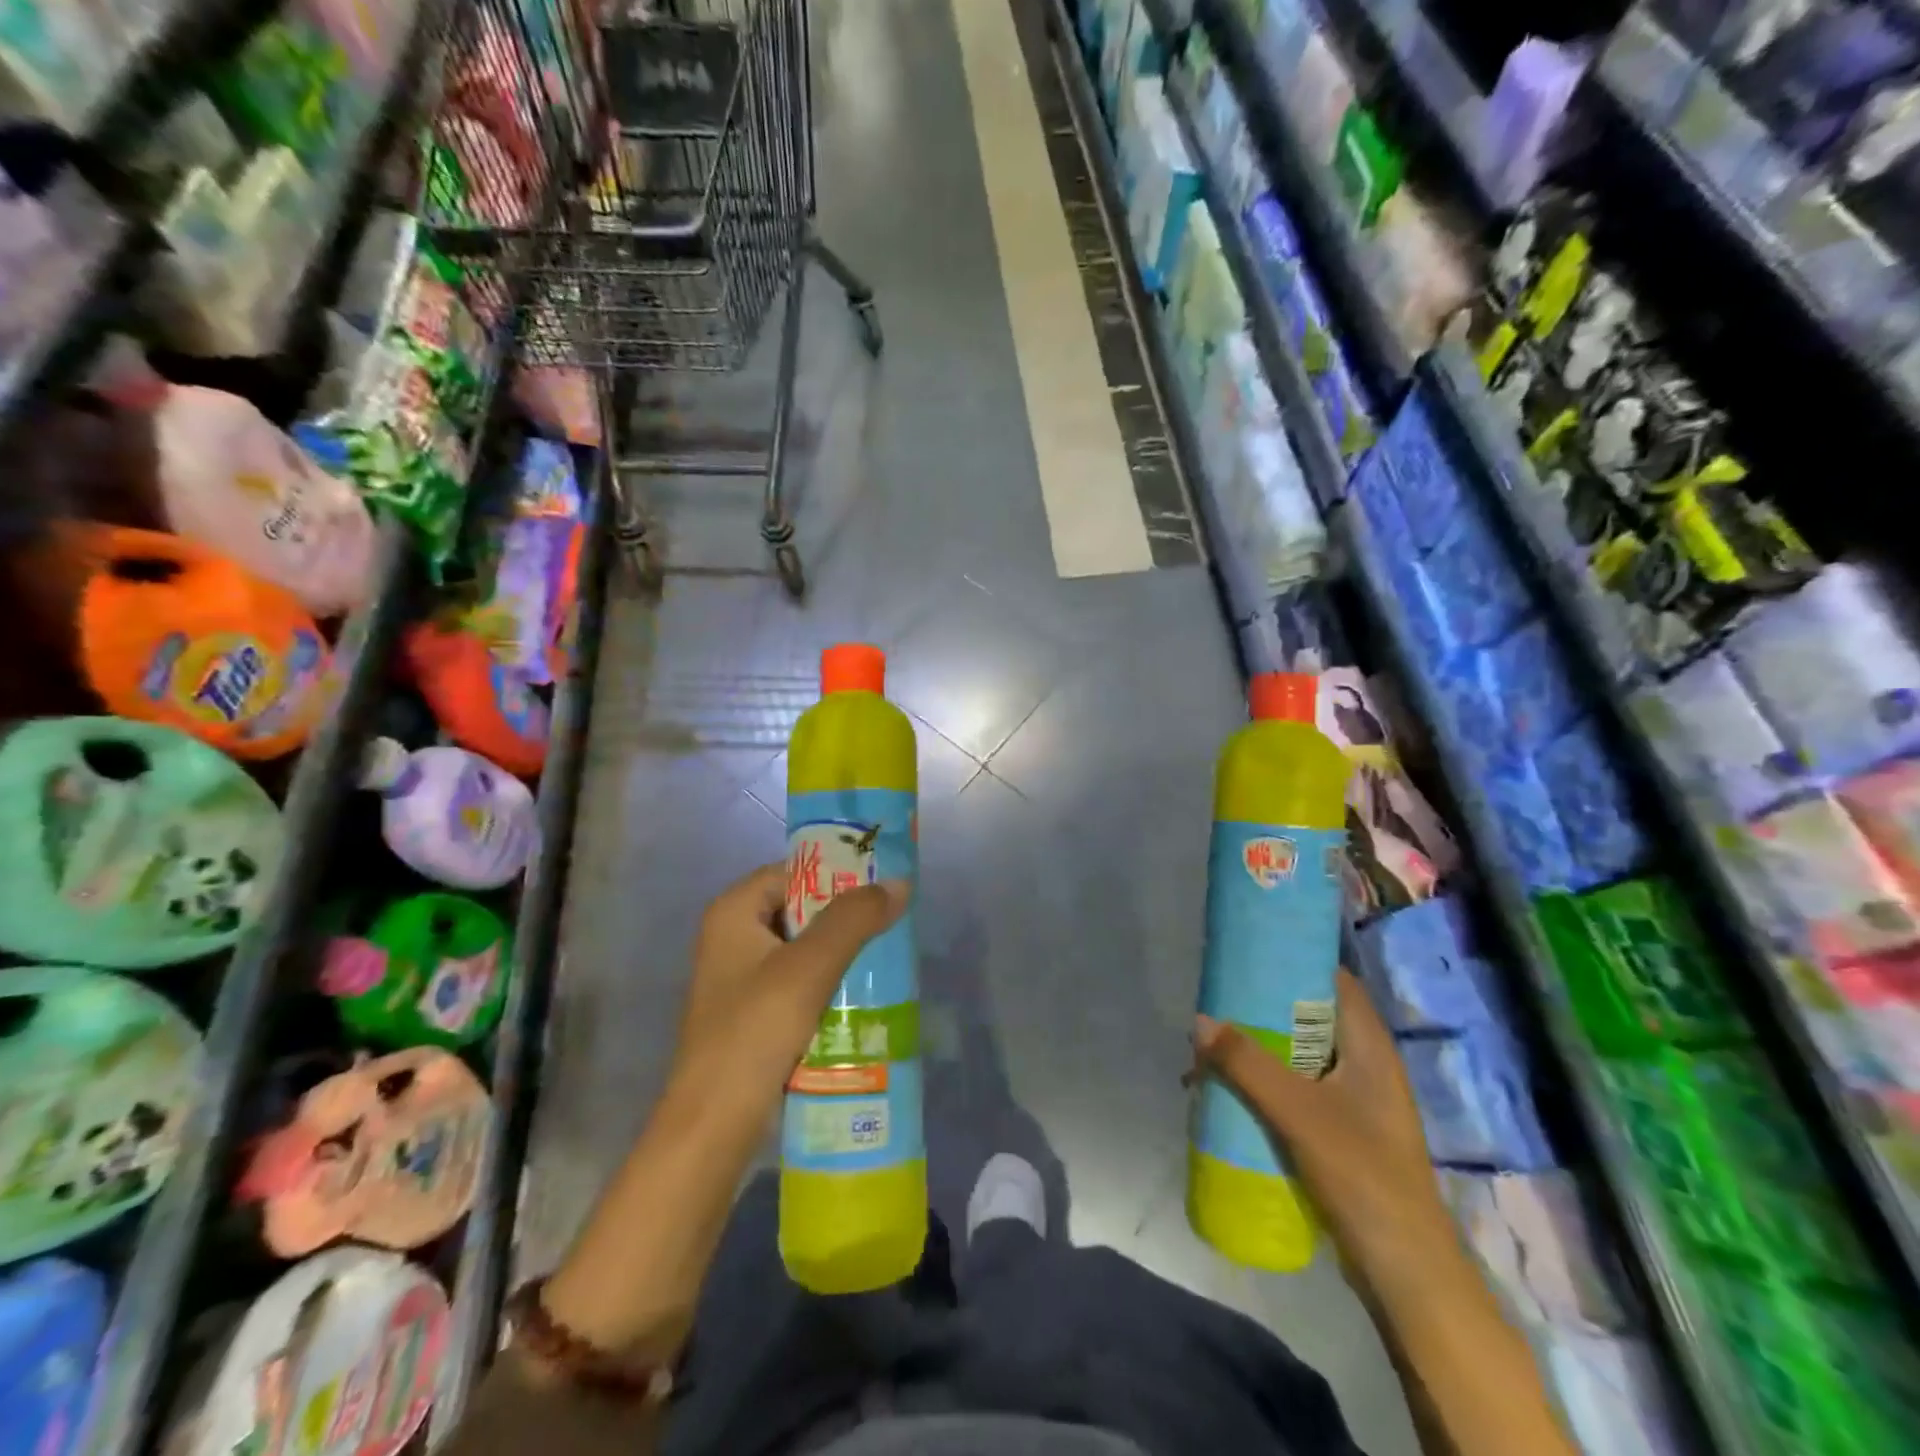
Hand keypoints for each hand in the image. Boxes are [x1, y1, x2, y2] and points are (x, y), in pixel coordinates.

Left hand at [673, 861, 908, 1125]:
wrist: (714, 1126)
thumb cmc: (755, 1031)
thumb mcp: (809, 967)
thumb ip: (853, 919)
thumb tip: (899, 882)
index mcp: (732, 913)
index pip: (793, 871)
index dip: (837, 872)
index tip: (882, 882)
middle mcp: (732, 938)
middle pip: (800, 909)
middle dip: (845, 916)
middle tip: (892, 919)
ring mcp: (741, 978)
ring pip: (803, 948)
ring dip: (842, 952)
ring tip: (888, 954)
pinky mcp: (753, 1014)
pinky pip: (799, 982)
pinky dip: (829, 982)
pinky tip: (864, 993)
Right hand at [1192, 969, 1452, 1281]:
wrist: (1405, 1272)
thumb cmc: (1363, 1175)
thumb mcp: (1299, 1112)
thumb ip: (1248, 1064)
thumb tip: (1199, 1020)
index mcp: (1370, 1047)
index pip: (1333, 981)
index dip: (1294, 961)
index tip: (1248, 954)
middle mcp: (1364, 1064)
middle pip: (1309, 1017)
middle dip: (1262, 1008)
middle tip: (1217, 1000)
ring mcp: (1353, 1100)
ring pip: (1298, 1055)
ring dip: (1258, 1049)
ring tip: (1212, 1047)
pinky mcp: (1339, 1131)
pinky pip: (1295, 1089)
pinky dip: (1264, 1083)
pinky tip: (1230, 1092)